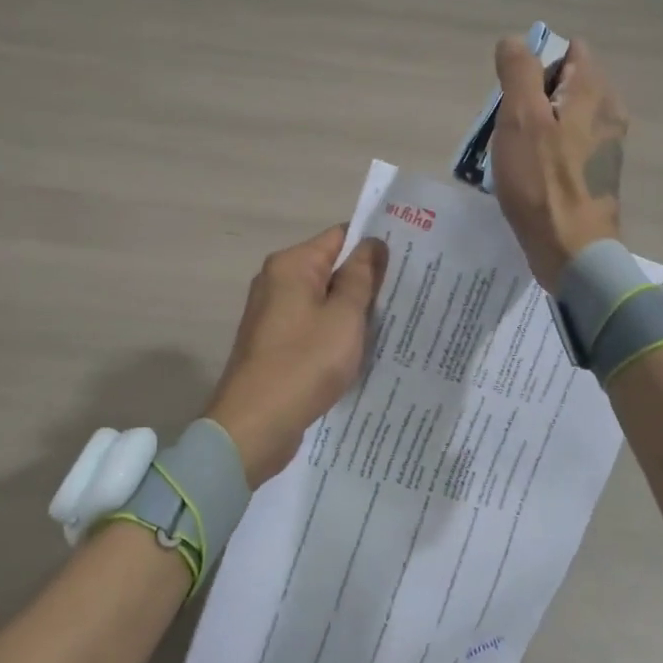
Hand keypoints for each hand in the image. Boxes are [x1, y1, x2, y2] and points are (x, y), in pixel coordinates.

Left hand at [205, 226, 390, 486]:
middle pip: (330, 267)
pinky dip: (334, 332)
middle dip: (366, 279)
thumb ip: (361, 276)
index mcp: (291, 265)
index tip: (409, 258)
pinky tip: (361, 348)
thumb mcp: (344, 317)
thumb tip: (374, 243)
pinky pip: (312, 325)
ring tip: (393, 319)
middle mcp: (277, 281)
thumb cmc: (304, 363)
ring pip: (323, 299)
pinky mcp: (274, 343)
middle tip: (408, 291)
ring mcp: (272, 313)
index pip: (340, 236)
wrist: (254, 426)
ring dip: (351, 309)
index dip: (374, 245)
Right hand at [491, 35, 627, 290]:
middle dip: (532, 98)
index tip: (516, 97)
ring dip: (535, 126)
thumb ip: (518, 71)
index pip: (570, 50)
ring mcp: (606, 144)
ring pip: (563, 116)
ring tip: (514, 154)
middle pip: (565, 84)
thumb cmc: (541, 181)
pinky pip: (566, 144)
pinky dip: (546, 150)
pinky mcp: (597, 172)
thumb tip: (514, 40)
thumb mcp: (521, 118)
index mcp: (594, 92)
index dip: (537, 65)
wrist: (570, 250)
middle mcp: (609, 111)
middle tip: (510, 128)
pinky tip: (528, 175)